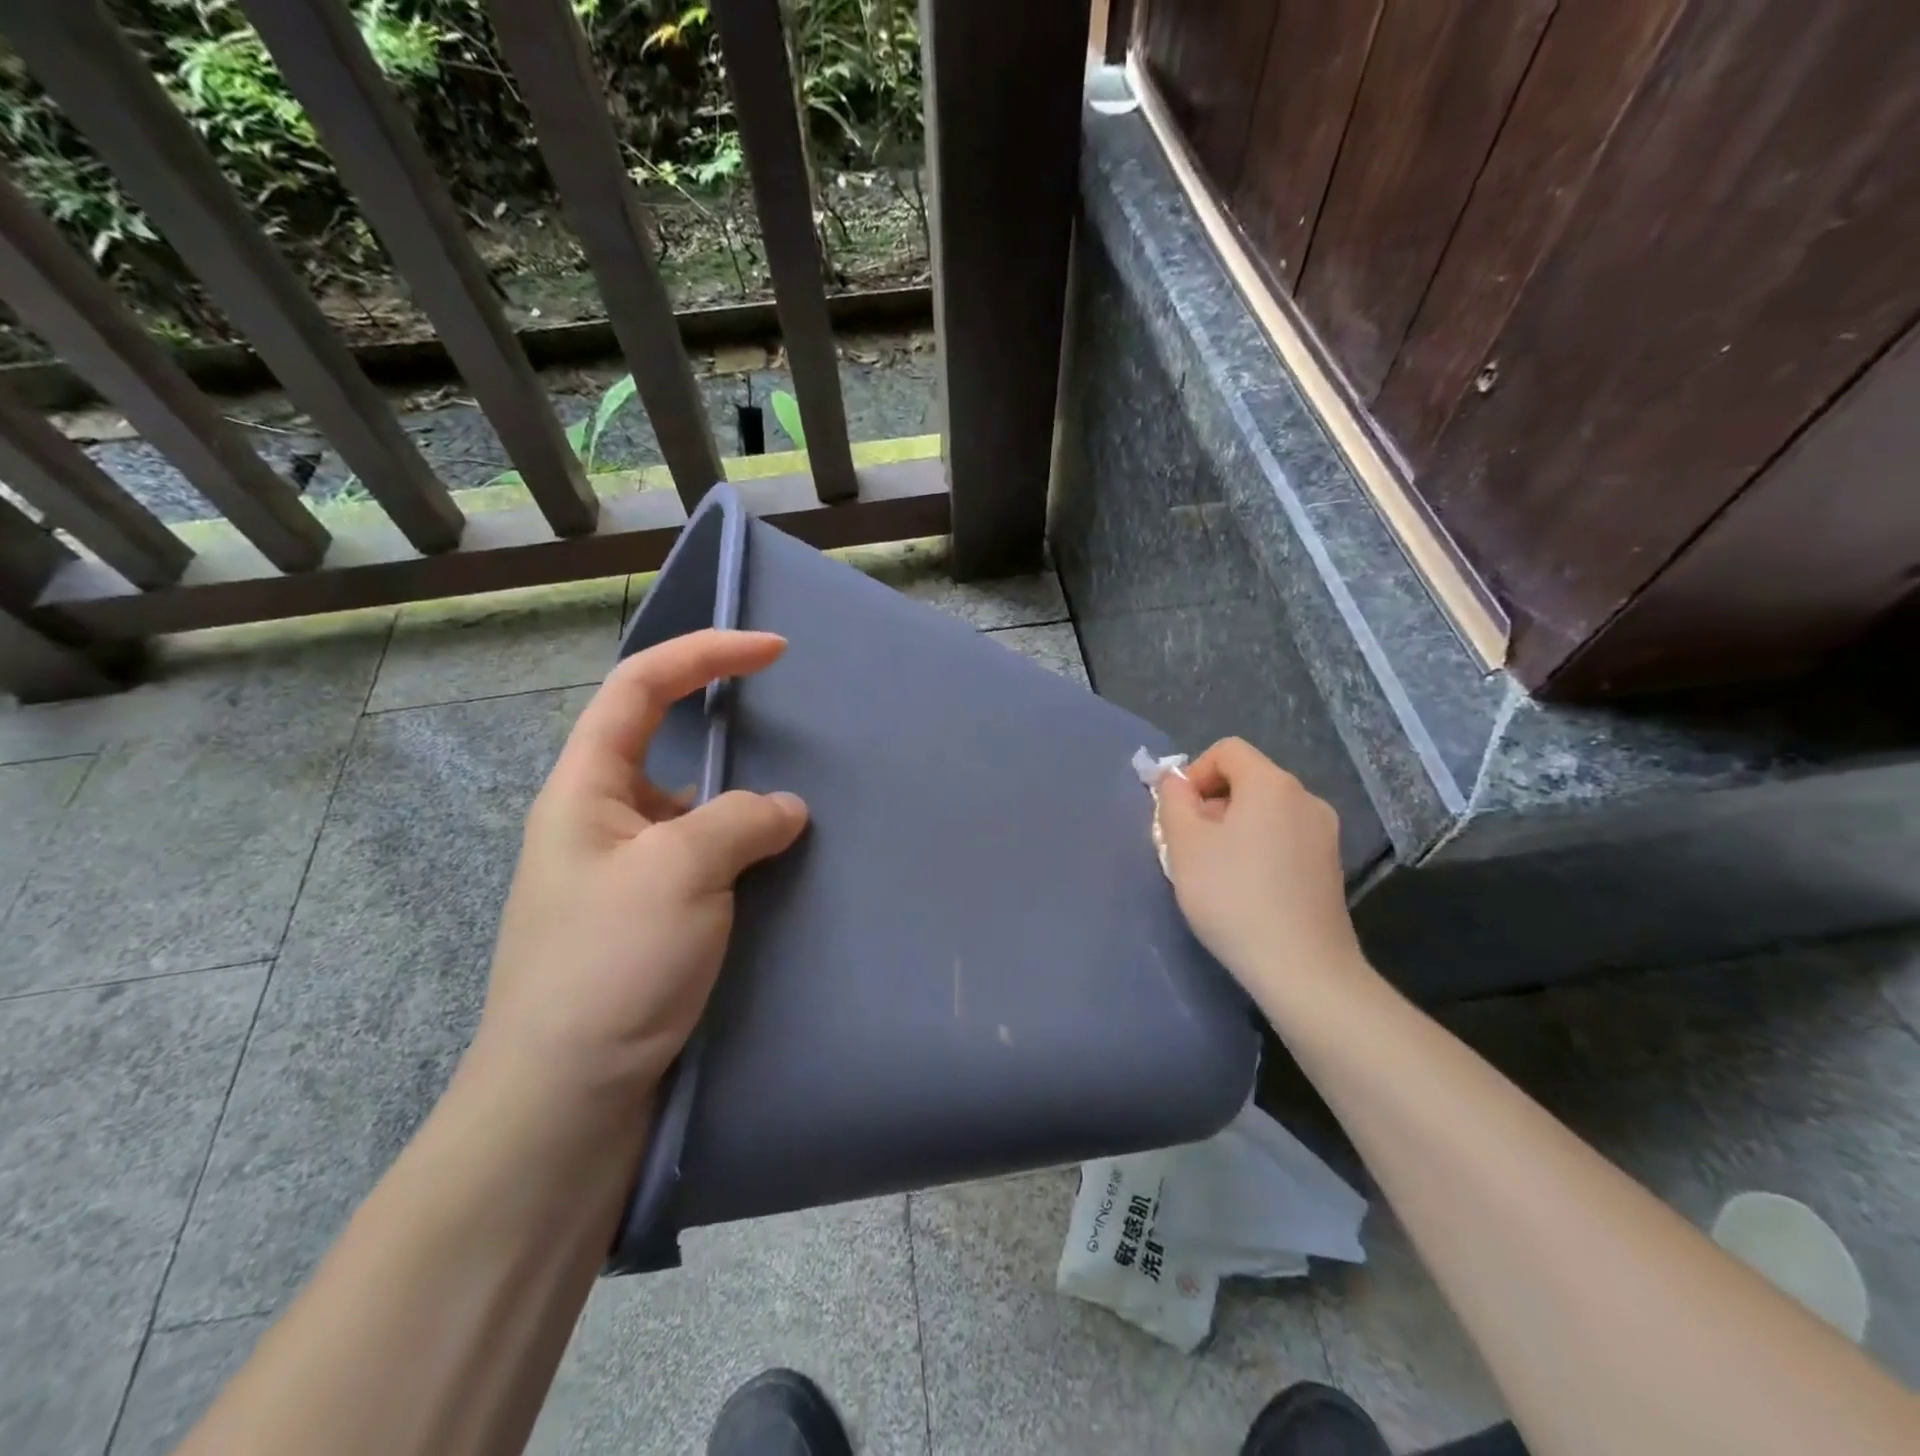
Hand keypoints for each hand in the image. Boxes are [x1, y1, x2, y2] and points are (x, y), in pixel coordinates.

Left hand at [472, 630, 808, 1117]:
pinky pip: (709, 864)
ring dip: (746, 809)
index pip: (641, 687)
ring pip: (697, 813)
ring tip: (802, 818)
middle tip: (796, 742)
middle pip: (669, 746)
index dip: (705, 654)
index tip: (774, 651)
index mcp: (585, 790)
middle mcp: (602, 822)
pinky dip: (748, 856)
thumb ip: (741, 820)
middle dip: (731, 735)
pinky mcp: (653, 922)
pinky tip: (784, 875)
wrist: (565, 1102)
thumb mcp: (680, 872)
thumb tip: (785, 809)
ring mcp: (628, 876)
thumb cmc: (610, 967)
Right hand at [1154, 738, 1367, 1003]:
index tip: (1178, 814)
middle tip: (1188, 846)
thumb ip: (1173, 801)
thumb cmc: (1233, 896)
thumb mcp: (1184, 844)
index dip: (1195, 772)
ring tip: (1213, 870)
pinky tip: (1245, 889)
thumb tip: (1176, 781)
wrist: (1301, 968)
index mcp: (1272, 784)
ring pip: (1266, 811)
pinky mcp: (1329, 867)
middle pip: (1248, 780)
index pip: (1228, 751)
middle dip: (1211, 803)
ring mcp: (1324, 834)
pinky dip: (1258, 848)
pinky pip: (1284, 838)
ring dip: (1232, 828)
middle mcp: (1305, 799)